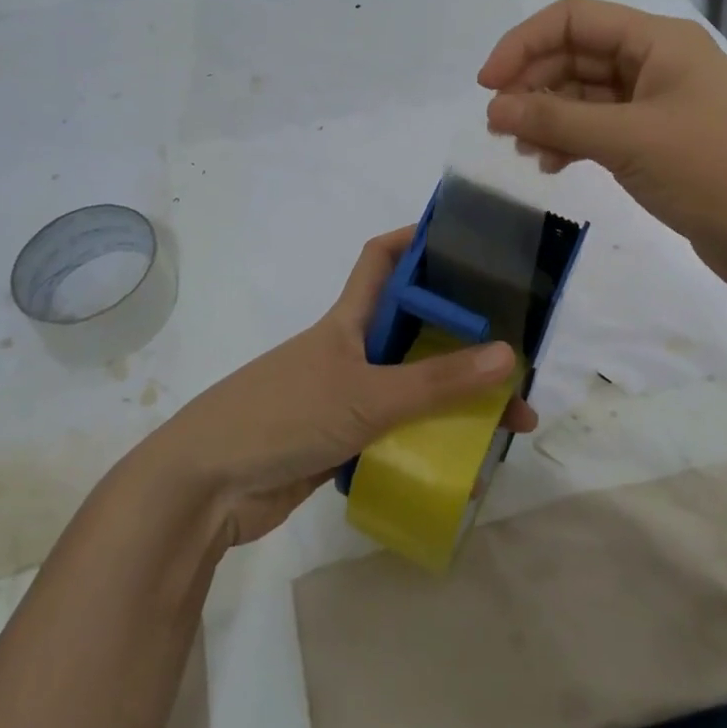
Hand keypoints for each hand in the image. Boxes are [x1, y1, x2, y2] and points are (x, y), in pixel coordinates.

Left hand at [137, 228, 536, 546]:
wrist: (208, 487)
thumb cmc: (284, 416)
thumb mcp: (366, 394)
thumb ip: (436, 381)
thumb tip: (508, 355)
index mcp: (349, 319)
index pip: (383, 259)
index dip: (417, 240)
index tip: (468, 239)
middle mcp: (352, 350)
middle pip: (414, 327)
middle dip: (462, 335)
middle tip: (517, 350)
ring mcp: (347, 397)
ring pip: (412, 385)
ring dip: (455, 398)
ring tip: (510, 421)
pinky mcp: (345, 441)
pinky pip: (400, 432)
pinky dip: (431, 442)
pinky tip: (468, 462)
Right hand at [478, 0, 726, 302]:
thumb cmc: (716, 173)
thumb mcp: (629, 140)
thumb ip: (556, 119)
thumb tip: (494, 108)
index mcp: (658, 41)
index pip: (573, 19)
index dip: (522, 43)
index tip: (487, 86)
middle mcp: (657, 63)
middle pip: (575, 55)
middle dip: (532, 85)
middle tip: (499, 126)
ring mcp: (658, 104)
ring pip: (584, 94)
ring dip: (548, 116)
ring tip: (522, 151)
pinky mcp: (658, 142)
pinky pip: (600, 127)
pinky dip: (571, 141)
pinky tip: (551, 166)